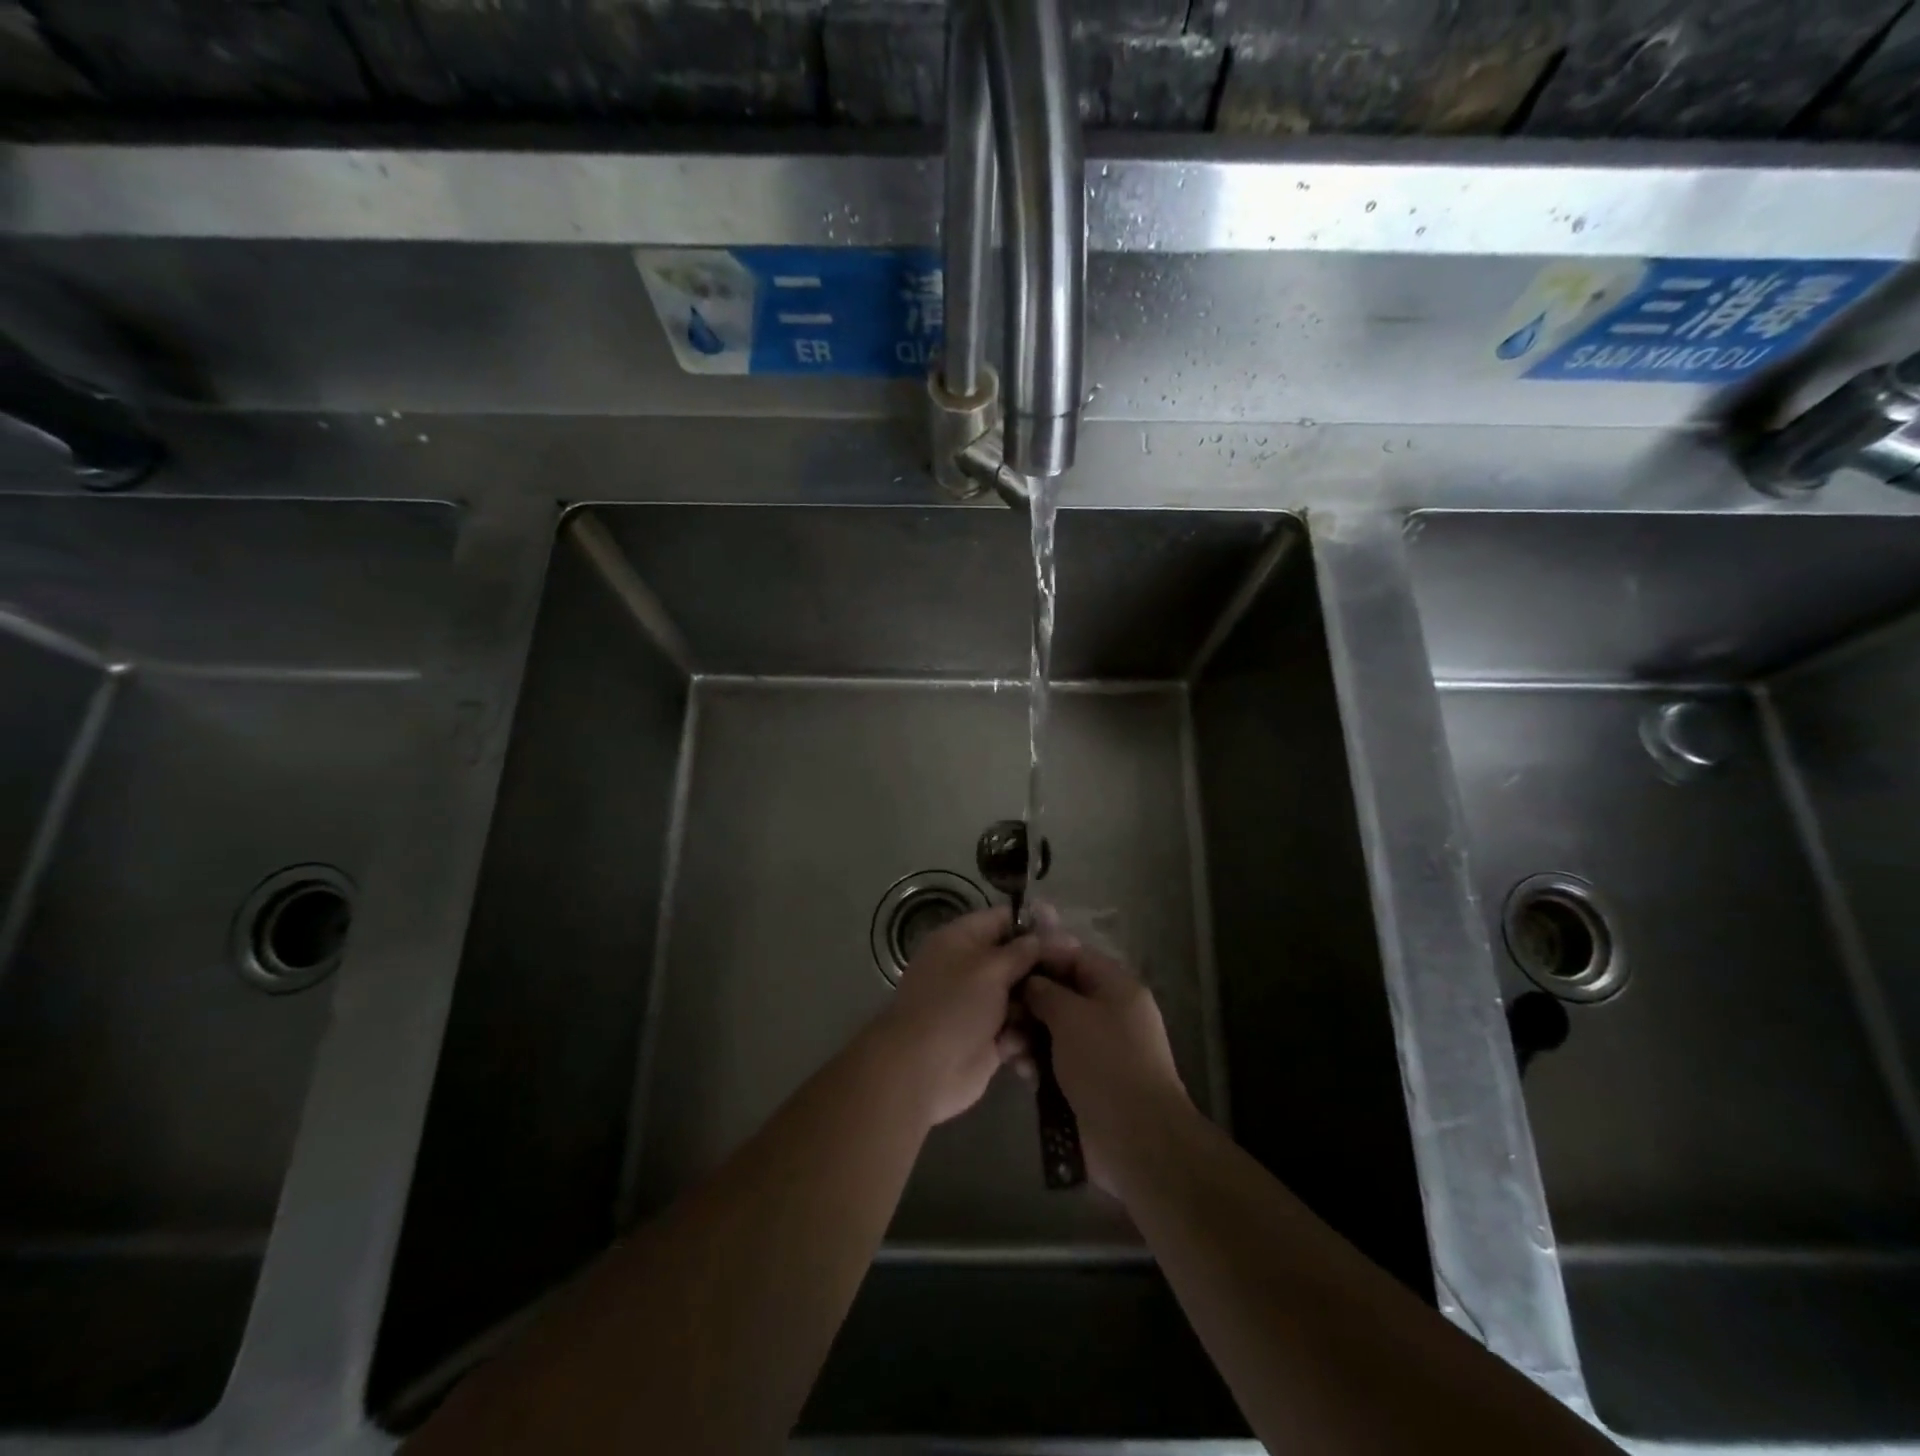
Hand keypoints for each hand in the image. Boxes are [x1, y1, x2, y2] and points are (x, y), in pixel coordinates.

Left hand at [876, 905, 1051, 1126]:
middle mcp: (970, 968)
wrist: (921, 1071)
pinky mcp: (989, 1038)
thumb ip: (1023, 951)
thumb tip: (1052, 935)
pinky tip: (1038, 1044)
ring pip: (1022, 996)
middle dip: (1043, 969)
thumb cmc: (954, 1007)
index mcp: (961, 940)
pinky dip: (1027, 1037)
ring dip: (1038, 1006)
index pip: (1002, 919)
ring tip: (1060, 1013)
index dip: (1034, 924)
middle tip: (1075, 977)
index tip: (1067, 934)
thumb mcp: (990, 969)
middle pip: (1016, 959)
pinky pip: (1018, 1029)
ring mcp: (979, 1004)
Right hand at [1020, 939, 1189, 1196]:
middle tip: (1001, 1014)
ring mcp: (1099, 1050)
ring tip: (1006, 1050)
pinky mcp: (1087, 1081)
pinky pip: (1055, 1060)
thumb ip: (1045, 991)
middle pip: (1060, 994)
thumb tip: (1031, 982)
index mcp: (1117, 988)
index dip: (1042, 956)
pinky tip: (1021, 1073)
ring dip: (1026, 1035)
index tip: (1009, 963)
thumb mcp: (1071, 1016)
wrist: (1137, 1140)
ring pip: (1053, 1029)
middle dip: (1027, 1003)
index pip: (1075, 957)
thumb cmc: (1105, 1063)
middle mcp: (1110, 1014)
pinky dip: (1036, 1062)